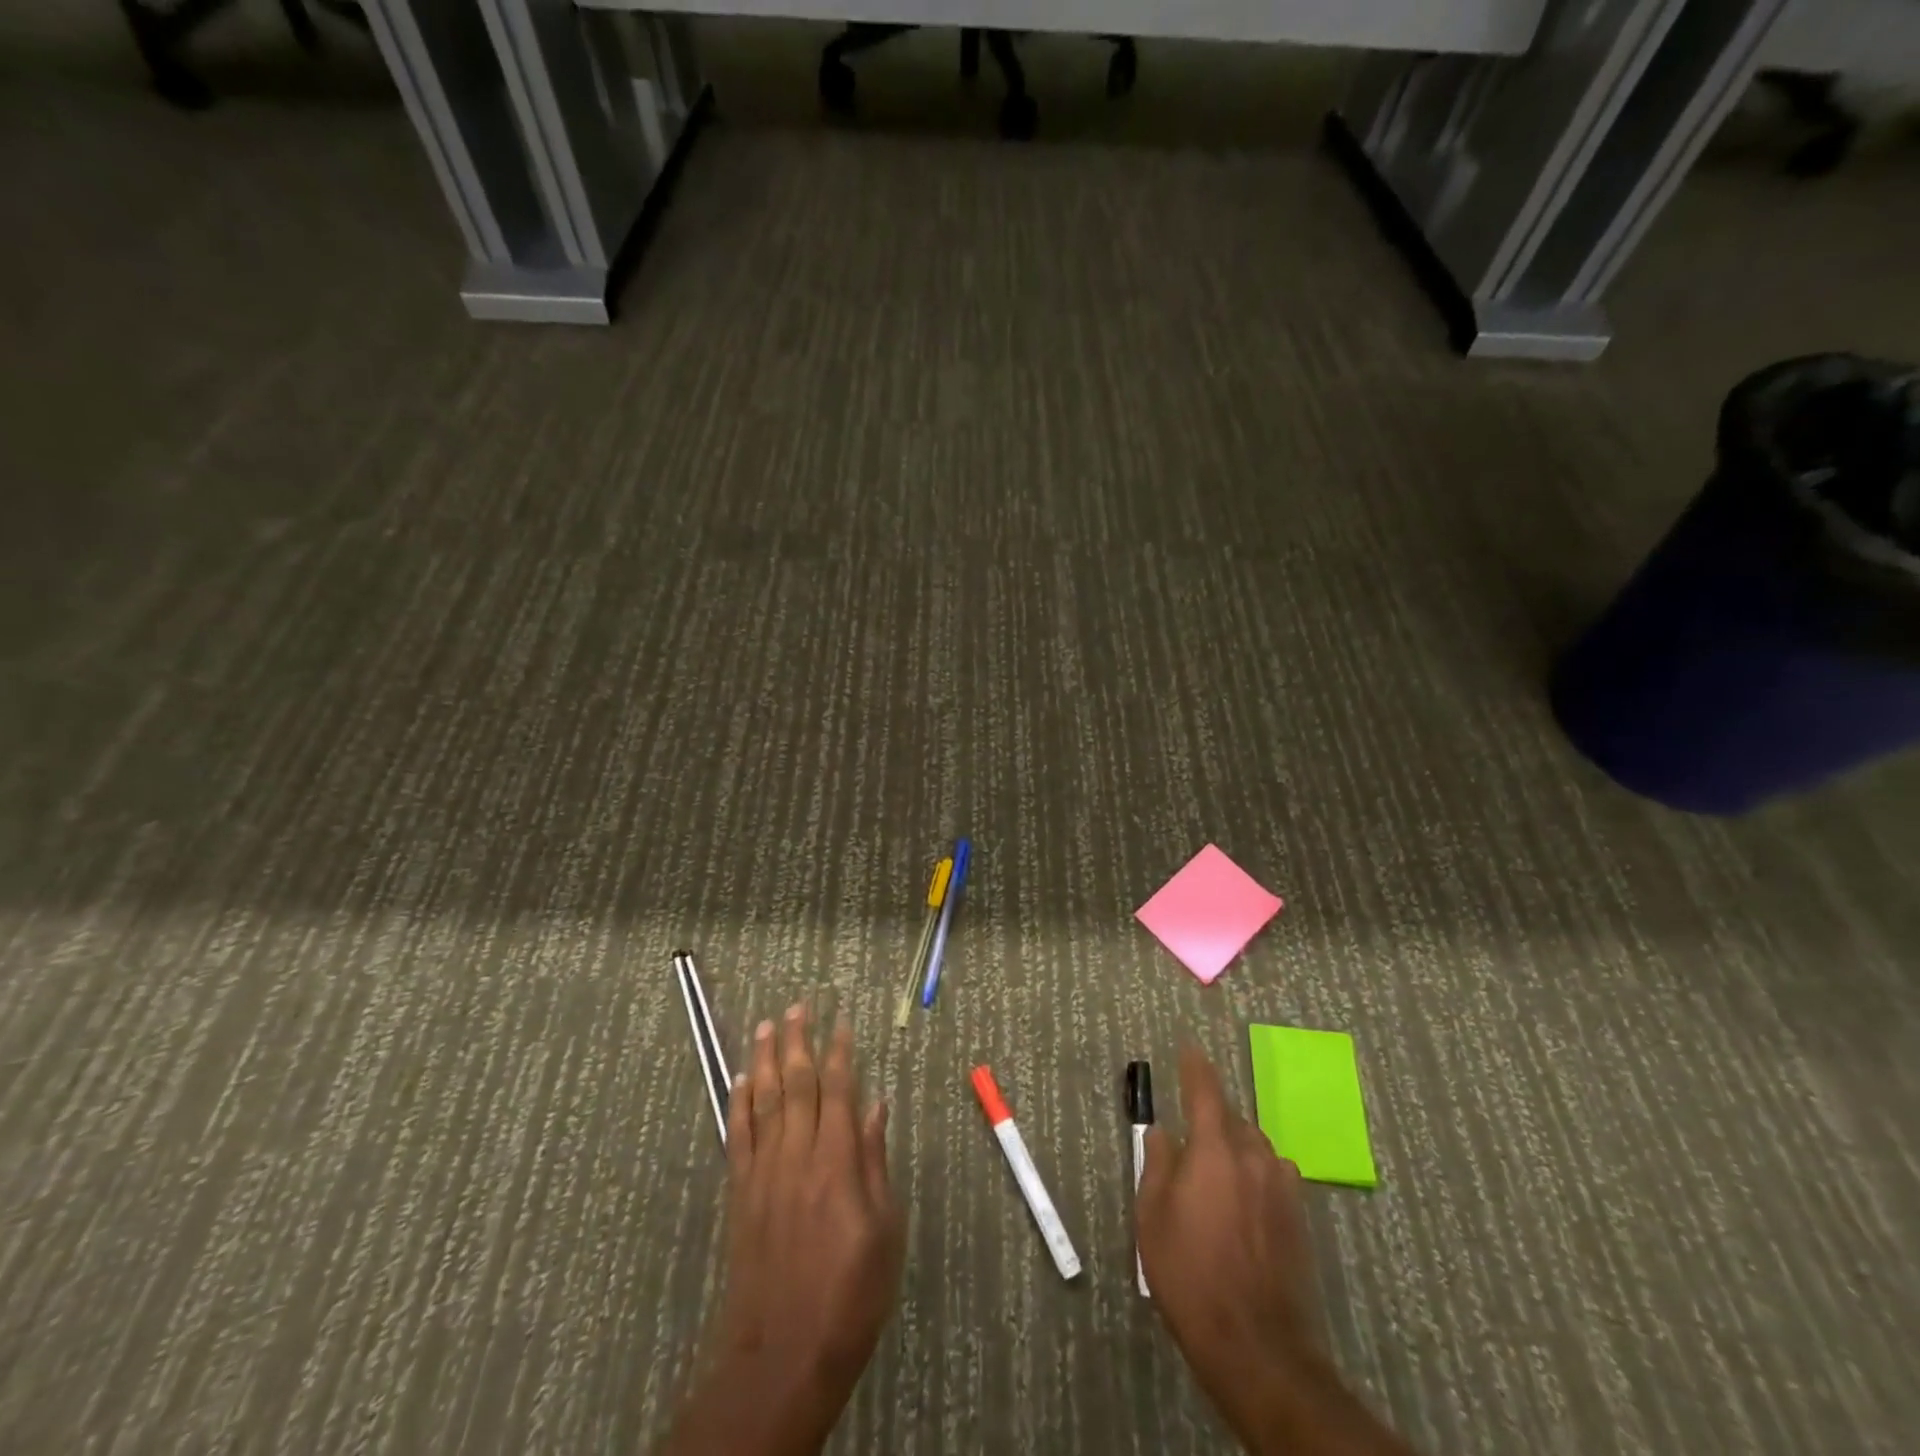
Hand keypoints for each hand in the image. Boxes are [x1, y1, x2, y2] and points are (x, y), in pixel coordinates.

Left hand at [661, 1004, 903, 1455]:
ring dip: (765, 1059)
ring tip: (768, 1025)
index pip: (839, 1089)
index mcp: (838, 1160)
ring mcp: (764, 1171)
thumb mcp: (885, 1230)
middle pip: (796, 1083)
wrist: (783, 1353)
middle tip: (800, 1005)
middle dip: (799, 1040)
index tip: (841, 1021)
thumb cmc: (850, 1293)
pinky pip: (738, 1135)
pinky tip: (739, 1079)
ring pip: (763, 1099)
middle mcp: (798, 1154)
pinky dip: (738, 1103)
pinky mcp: (741, 1193)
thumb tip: (878, 1105)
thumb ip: (876, 1162)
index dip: (839, 1051)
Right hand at [1137, 1043, 1316, 1445]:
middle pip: (1231, 1119)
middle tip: (1189, 1140)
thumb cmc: (1190, 1275)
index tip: (1188, 1048)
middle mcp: (1253, 1157)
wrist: (1256, 1345)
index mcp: (1214, 1150)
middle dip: (1211, 1118)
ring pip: (1254, 1147)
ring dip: (1234, 1147)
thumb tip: (1164, 1133)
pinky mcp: (1299, 1217)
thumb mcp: (1152, 1218)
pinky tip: (1243, 1204)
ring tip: (1214, 1176)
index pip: (1205, 1090)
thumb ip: (1158, 1165)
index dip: (1195, 1066)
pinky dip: (1255, 1174)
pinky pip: (1273, 1175)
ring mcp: (1282, 1187)